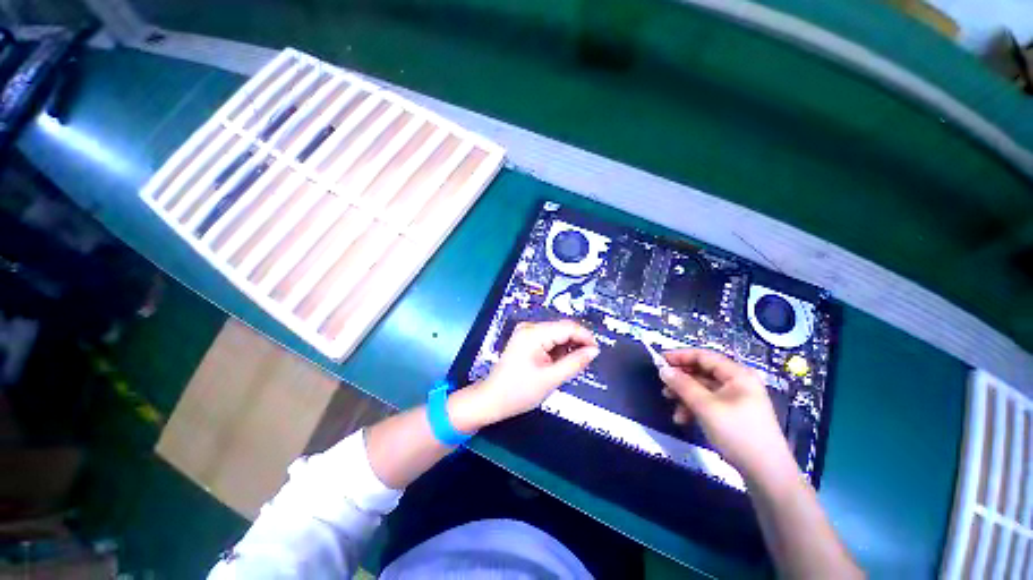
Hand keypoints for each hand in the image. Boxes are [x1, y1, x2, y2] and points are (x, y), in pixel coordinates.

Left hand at [451, 320, 598, 431]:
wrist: (492, 399)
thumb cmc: (519, 391)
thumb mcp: (551, 379)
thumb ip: (575, 363)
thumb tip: (594, 351)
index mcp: (534, 333)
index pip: (567, 327)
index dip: (585, 337)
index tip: (597, 352)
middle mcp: (530, 327)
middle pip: (562, 328)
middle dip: (577, 343)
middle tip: (586, 361)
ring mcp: (526, 332)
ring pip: (556, 334)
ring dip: (567, 347)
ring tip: (570, 366)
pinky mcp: (525, 339)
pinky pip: (548, 339)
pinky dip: (557, 350)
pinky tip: (557, 363)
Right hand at [659, 349, 795, 479]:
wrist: (766, 473)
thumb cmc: (737, 433)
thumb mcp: (705, 406)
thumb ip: (682, 385)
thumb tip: (663, 369)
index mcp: (737, 374)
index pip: (703, 356)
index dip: (679, 356)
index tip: (659, 361)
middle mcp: (738, 382)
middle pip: (702, 372)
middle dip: (681, 379)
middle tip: (663, 385)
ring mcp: (736, 399)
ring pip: (703, 389)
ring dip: (684, 395)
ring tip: (670, 403)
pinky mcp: (733, 414)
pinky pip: (708, 402)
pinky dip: (694, 407)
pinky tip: (683, 419)